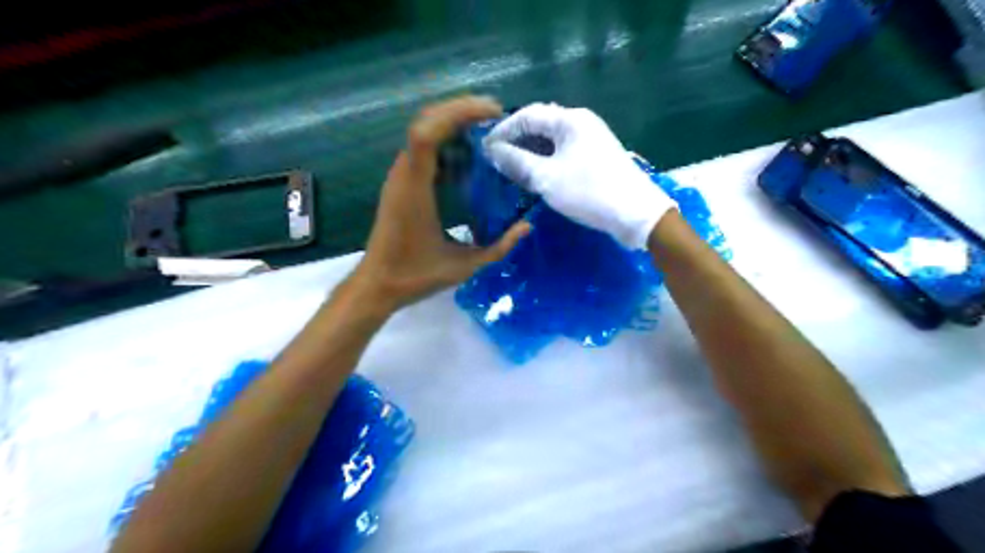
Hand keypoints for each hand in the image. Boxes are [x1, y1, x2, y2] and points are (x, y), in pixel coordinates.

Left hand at [346, 97, 529, 311]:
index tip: (493, 114)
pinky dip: (446, 141)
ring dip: (453, 122)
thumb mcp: (464, 265)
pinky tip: (468, 153)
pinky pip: (423, 150)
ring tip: (486, 127)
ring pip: (423, 132)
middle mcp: (404, 174)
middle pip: (426, 121)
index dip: (459, 113)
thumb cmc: (416, 275)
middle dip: (460, 109)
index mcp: (415, 188)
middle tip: (495, 114)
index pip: (428, 132)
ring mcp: (400, 177)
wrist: (378, 284)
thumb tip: (526, 226)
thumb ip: (499, 247)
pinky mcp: (401, 184)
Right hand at [484, 101, 678, 249]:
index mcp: (569, 120)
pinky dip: (546, 160)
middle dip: (516, 141)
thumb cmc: (589, 192)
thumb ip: (517, 162)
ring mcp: (591, 139)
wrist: (637, 214)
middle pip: (540, 125)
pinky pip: (563, 152)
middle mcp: (581, 122)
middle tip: (495, 159)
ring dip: (530, 152)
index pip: (527, 115)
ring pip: (552, 140)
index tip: (484, 148)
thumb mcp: (547, 178)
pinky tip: (536, 175)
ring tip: (511, 168)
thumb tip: (493, 151)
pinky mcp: (596, 157)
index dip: (502, 130)